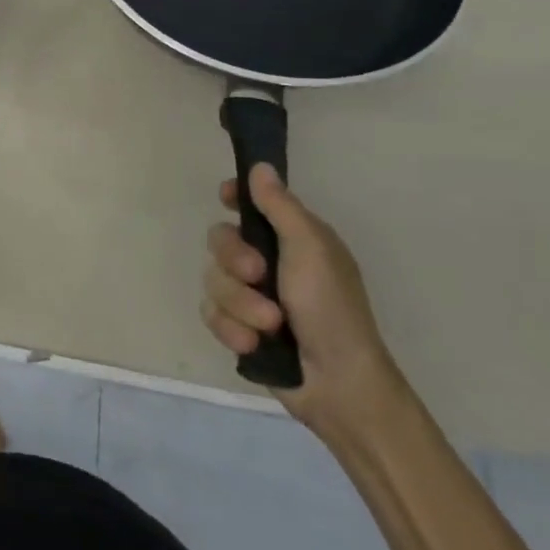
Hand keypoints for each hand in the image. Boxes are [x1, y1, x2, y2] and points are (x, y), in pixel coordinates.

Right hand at [202, 163, 407, 436]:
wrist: (338, 383)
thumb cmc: (331, 308)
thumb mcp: (310, 249)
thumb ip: (280, 207)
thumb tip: (260, 166)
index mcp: (292, 239)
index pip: (252, 204)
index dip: (235, 197)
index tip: (227, 198)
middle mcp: (268, 262)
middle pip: (220, 240)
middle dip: (234, 260)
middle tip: (259, 275)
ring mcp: (251, 296)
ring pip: (214, 280)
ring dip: (239, 303)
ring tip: (269, 325)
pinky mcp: (238, 326)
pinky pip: (211, 314)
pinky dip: (232, 328)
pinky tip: (253, 343)